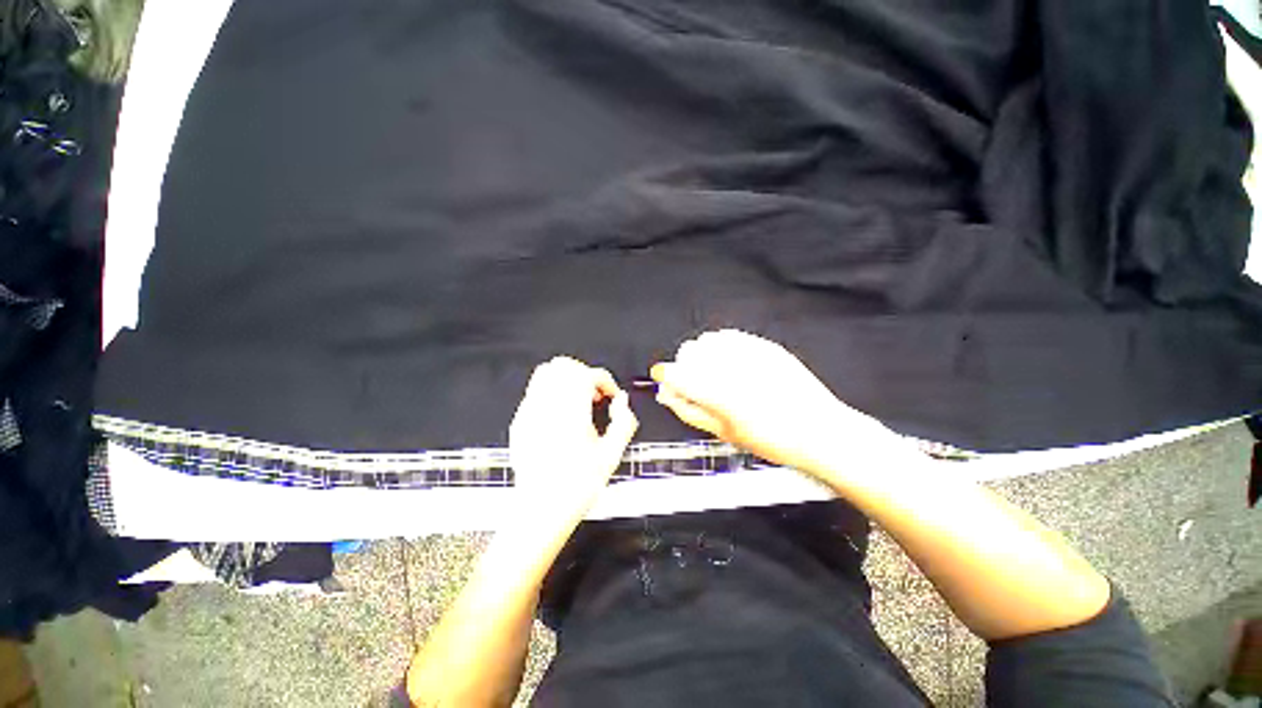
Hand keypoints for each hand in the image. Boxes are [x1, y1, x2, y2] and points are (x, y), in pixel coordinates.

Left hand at [509, 357, 638, 520]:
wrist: (540, 510)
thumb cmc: (577, 487)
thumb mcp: (611, 455)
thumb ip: (623, 422)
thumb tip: (622, 403)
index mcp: (571, 411)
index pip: (588, 374)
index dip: (605, 381)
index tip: (612, 396)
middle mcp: (547, 405)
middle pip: (564, 365)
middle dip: (585, 373)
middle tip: (596, 394)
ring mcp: (529, 411)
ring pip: (545, 372)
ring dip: (566, 379)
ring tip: (578, 400)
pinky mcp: (519, 421)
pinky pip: (535, 391)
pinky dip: (551, 392)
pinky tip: (561, 414)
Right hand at [651, 330, 899, 471]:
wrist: (818, 430)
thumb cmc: (772, 439)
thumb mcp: (722, 432)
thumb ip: (688, 410)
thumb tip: (666, 395)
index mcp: (717, 393)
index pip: (675, 372)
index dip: (664, 375)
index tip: (663, 378)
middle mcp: (730, 367)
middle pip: (689, 350)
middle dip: (685, 365)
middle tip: (694, 383)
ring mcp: (749, 352)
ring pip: (708, 340)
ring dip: (703, 355)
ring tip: (715, 373)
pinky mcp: (764, 345)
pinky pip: (730, 336)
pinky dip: (723, 347)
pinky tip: (731, 363)